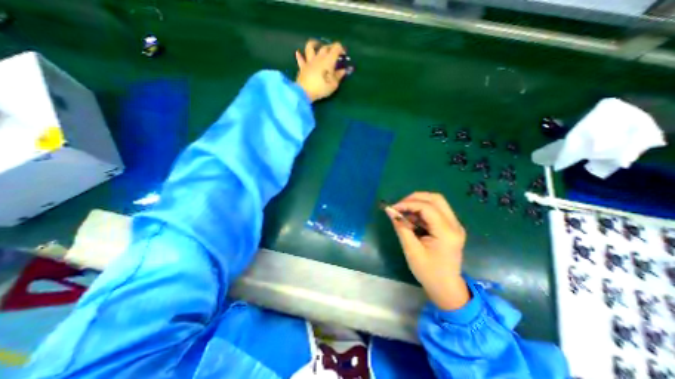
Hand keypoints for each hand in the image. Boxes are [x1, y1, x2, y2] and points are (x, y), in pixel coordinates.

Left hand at [295, 39, 347, 100]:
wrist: (305, 92)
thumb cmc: (322, 88)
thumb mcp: (334, 84)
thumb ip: (339, 76)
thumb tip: (343, 70)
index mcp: (329, 60)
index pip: (336, 48)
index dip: (341, 49)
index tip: (343, 56)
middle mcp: (319, 57)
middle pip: (325, 47)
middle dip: (331, 48)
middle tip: (334, 53)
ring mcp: (309, 61)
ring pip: (310, 47)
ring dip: (314, 44)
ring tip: (317, 45)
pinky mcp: (302, 67)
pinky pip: (300, 59)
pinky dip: (300, 56)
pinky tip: (298, 53)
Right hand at [382, 193, 470, 310]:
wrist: (446, 288)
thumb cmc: (428, 272)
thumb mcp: (411, 250)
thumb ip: (401, 227)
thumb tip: (389, 210)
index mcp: (446, 232)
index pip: (427, 207)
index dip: (408, 204)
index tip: (392, 208)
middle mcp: (454, 225)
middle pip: (435, 198)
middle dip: (415, 198)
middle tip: (400, 206)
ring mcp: (454, 225)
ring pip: (436, 202)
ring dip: (418, 204)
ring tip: (404, 214)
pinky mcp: (451, 227)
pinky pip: (436, 211)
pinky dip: (422, 211)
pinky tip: (412, 220)